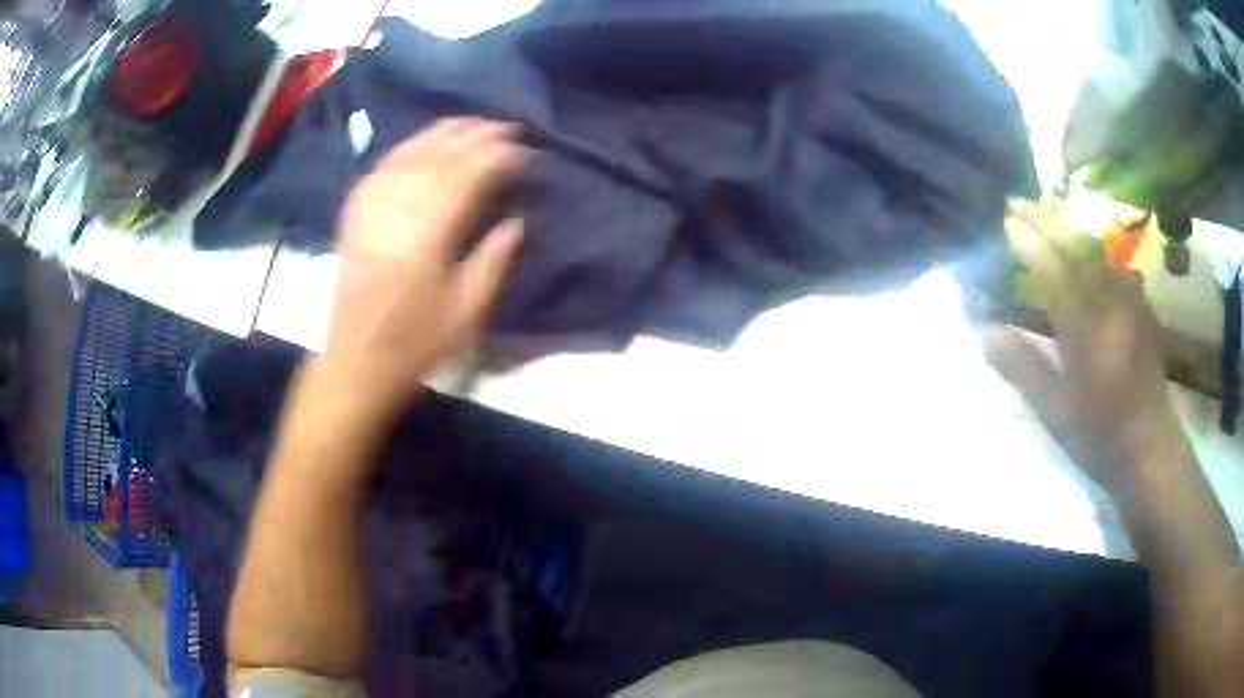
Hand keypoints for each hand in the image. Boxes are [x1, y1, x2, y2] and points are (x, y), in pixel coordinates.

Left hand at [318, 118, 526, 414]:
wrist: (354, 363)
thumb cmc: (413, 345)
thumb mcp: (465, 314)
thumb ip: (492, 262)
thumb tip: (515, 221)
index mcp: (426, 239)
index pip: (465, 180)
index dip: (496, 158)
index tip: (522, 149)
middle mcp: (396, 214)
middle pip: (437, 159)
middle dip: (473, 137)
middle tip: (504, 125)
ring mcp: (370, 211)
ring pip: (407, 156)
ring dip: (440, 134)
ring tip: (469, 121)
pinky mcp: (354, 216)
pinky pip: (380, 169)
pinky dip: (404, 149)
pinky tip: (421, 141)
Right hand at [983, 199, 1192, 501]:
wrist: (1151, 451)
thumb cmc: (1100, 438)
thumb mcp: (1056, 413)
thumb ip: (1022, 366)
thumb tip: (982, 330)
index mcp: (1087, 329)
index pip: (1054, 270)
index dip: (1028, 241)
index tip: (1004, 220)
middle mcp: (1110, 304)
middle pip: (1076, 249)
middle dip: (1045, 221)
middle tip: (1016, 202)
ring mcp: (1129, 304)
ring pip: (1096, 251)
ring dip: (1068, 228)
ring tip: (1045, 217)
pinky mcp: (1141, 310)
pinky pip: (1114, 266)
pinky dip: (1094, 250)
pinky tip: (1087, 252)